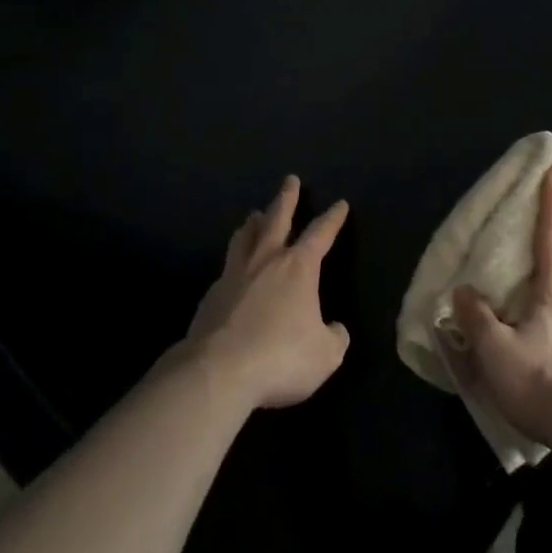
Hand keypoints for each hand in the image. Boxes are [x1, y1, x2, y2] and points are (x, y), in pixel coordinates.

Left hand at [185, 176, 350, 409]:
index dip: (332, 218)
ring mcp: (235, 275)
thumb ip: (334, 338)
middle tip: (290, 180)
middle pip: (277, 219)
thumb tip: (336, 330)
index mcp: (299, 267)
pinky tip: (232, 271)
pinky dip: (233, 262)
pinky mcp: (211, 296)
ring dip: (253, 223)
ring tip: (254, 215)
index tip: (340, 204)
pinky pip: (226, 269)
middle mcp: (267, 260)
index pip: (321, 233)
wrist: (218, 372)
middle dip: (286, 198)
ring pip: (245, 237)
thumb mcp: (325, 355)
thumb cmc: (280, 356)